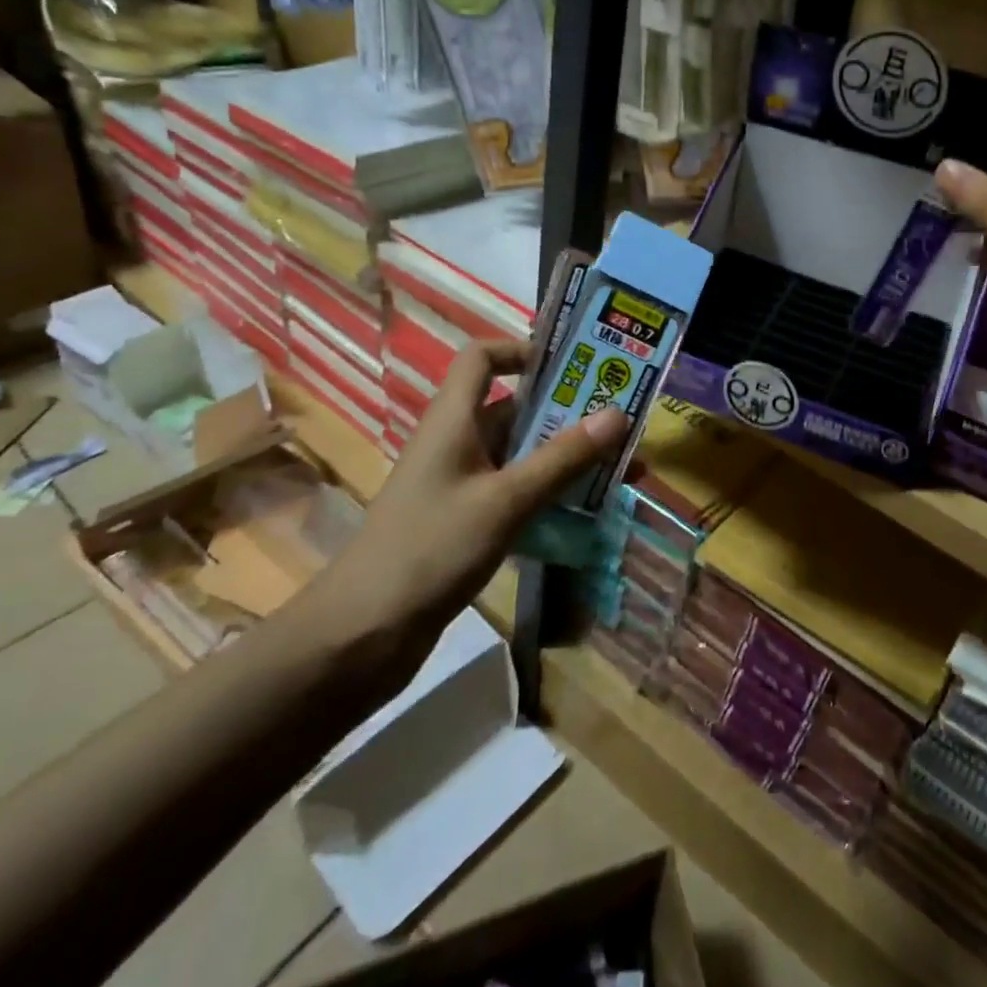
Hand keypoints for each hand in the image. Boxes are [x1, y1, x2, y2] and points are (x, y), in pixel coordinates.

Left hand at [302, 339, 626, 675]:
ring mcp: (462, 484)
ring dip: (569, 457)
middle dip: (570, 411)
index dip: (522, 350)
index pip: (482, 358)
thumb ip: (563, 458)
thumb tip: (620, 413)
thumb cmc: (431, 549)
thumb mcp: (506, 500)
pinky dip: (553, 493)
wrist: (362, 637)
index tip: (573, 364)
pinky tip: (591, 510)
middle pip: (517, 408)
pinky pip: (519, 491)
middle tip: (624, 418)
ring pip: (524, 454)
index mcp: (454, 420)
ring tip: (624, 468)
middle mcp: (458, 443)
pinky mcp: (468, 521)